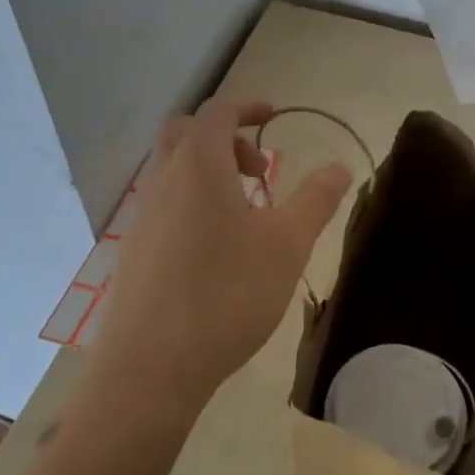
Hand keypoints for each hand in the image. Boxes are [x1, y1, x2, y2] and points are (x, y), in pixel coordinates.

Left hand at [94, 96, 352, 409]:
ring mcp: (142, 217)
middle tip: (257, 169)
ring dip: (207, 171)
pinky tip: (216, 248)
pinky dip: (191, 201)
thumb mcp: (288, 244)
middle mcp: (163, 181)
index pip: (218, 111)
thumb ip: (316, 199)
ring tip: (244, 213)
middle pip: (185, 132)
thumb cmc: (227, 293)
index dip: (247, 106)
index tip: (273, 115)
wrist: (150, 368)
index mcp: (199, 166)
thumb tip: (341, 167)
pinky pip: (163, 203)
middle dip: (223, 136)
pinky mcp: (133, 251)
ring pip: (171, 169)